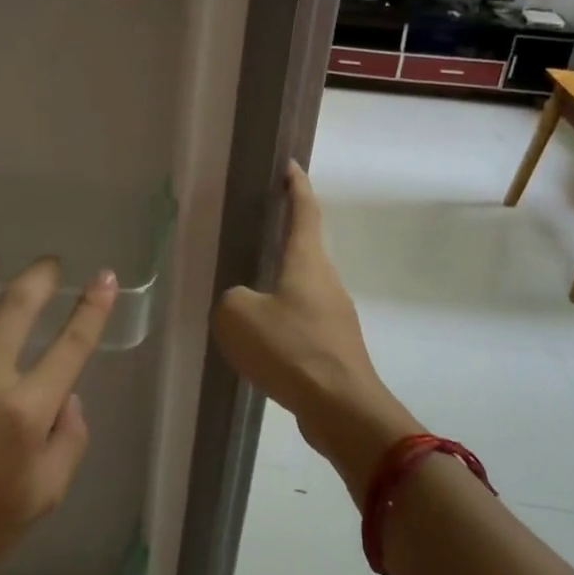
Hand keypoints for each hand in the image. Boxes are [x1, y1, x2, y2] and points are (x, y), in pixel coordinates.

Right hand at [212, 162, 419, 503]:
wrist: (342, 409)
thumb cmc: (291, 350)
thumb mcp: (238, 316)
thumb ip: (231, 299)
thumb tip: (242, 304)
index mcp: (307, 262)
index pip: (304, 210)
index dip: (296, 185)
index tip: (290, 165)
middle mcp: (326, 281)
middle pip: (305, 248)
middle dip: (284, 235)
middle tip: (254, 228)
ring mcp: (334, 316)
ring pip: (302, 288)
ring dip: (279, 282)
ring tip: (247, 289)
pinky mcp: (333, 347)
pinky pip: (301, 321)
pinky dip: (281, 319)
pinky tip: (260, 338)